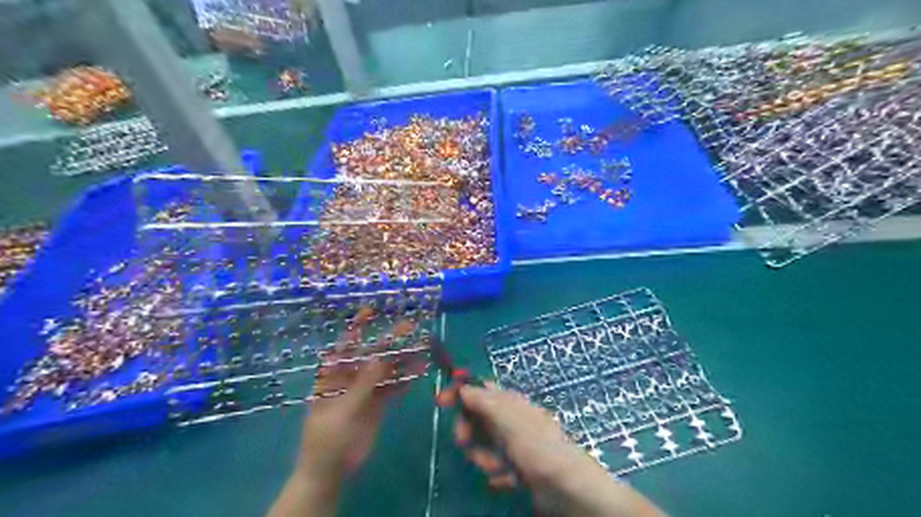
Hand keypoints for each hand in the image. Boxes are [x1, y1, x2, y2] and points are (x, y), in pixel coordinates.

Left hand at [300, 312, 419, 484]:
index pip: (346, 345)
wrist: (331, 469)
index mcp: (334, 374)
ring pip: (386, 369)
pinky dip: (406, 379)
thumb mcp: (343, 408)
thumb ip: (363, 383)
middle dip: (391, 340)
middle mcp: (350, 376)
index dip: (358, 327)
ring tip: (423, 347)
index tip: (371, 310)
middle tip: (411, 326)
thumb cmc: (327, 437)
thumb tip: (381, 356)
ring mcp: (365, 389)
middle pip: (373, 354)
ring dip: (403, 359)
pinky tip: (420, 370)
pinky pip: (393, 386)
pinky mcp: (377, 402)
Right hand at [436, 383, 666, 514]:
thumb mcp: (508, 420)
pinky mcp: (517, 466)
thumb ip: (484, 401)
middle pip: (476, 417)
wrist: (568, 489)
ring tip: (499, 468)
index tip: (440, 401)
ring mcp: (514, 444)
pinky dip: (498, 473)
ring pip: (483, 445)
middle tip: (466, 445)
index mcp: (510, 401)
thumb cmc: (538, 448)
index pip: (479, 388)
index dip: (459, 391)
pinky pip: (495, 465)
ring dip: (484, 458)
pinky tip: (510, 480)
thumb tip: (463, 384)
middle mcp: (510, 419)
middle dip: (469, 433)